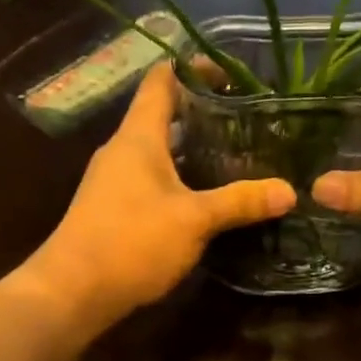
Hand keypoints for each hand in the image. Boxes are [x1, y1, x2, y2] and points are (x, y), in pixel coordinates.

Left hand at [17, 65, 295, 333]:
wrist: (71, 293)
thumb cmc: (132, 241)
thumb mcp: (194, 219)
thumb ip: (240, 202)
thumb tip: (289, 191)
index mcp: (139, 137)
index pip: (162, 81)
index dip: (193, 68)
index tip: (231, 74)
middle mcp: (123, 150)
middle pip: (164, 115)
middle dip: (204, 113)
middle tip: (248, 120)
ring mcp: (115, 180)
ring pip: (160, 151)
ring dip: (194, 150)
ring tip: (238, 155)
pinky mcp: (115, 208)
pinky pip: (153, 179)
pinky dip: (182, 178)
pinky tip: (208, 197)